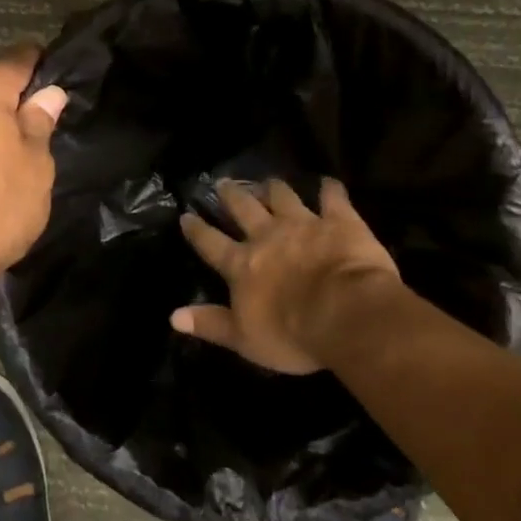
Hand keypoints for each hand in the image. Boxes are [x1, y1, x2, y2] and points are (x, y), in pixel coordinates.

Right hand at [173, 177, 399, 374]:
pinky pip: (332, 197)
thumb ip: (210, 324)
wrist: (347, 314)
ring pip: (282, 196)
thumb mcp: (245, 339)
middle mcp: (267, 236)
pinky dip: (329, 189)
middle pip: (243, 208)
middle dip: (231, 195)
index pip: (211, 243)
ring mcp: (303, 224)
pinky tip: (328, 183)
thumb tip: (173, 317)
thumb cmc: (293, 334)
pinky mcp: (338, 221)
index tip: (186, 216)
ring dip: (273, 187)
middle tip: (222, 183)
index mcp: (241, 265)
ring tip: (268, 182)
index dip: (197, 230)